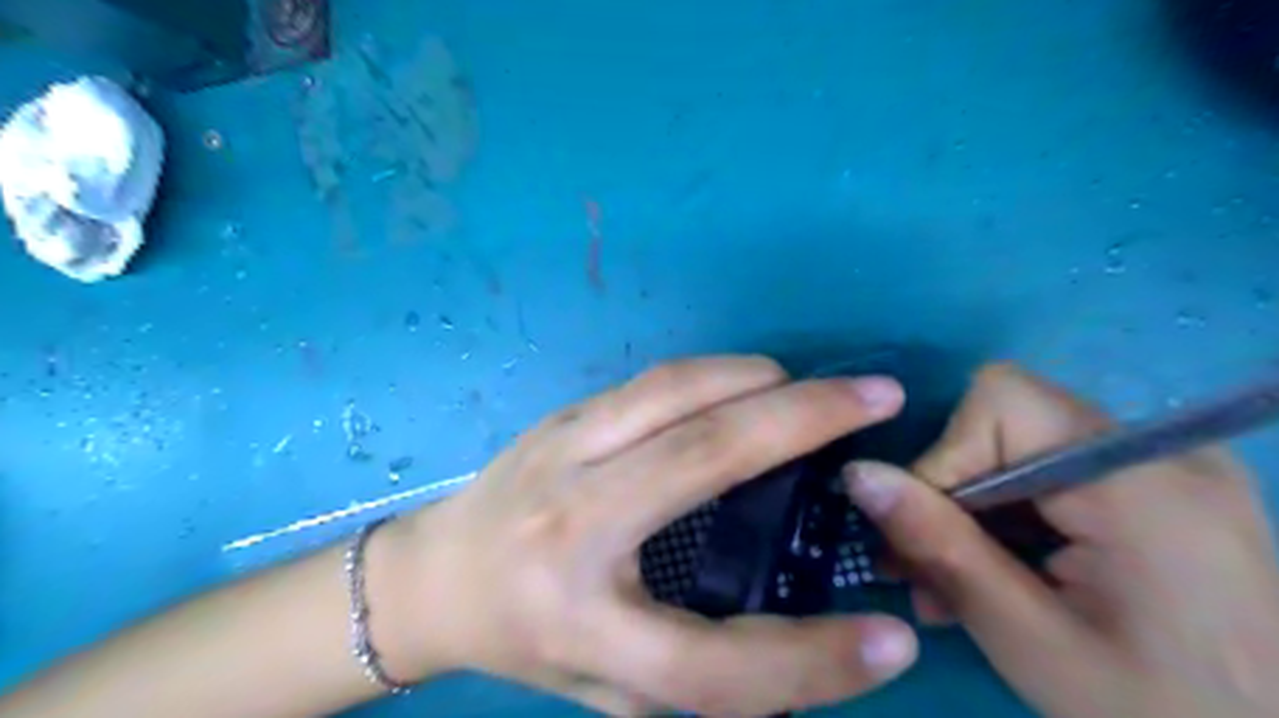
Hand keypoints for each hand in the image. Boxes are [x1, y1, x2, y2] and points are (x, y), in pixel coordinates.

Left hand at [379, 357, 920, 714]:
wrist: (433, 575)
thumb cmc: (524, 641)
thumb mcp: (609, 690)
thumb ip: (702, 677)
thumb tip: (810, 648)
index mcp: (579, 624)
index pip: (711, 665)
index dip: (812, 664)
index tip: (888, 640)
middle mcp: (569, 527)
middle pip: (705, 459)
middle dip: (806, 419)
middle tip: (878, 397)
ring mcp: (560, 453)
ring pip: (677, 393)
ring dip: (761, 381)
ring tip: (819, 388)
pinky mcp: (562, 417)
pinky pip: (654, 381)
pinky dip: (719, 373)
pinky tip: (754, 382)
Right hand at [846, 364, 1277, 717]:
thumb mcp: (1029, 639)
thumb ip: (939, 547)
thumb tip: (858, 474)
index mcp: (1137, 480)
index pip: (999, 401)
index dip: (944, 454)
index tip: (921, 532)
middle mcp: (1157, 452)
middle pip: (1007, 421)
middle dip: (950, 490)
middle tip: (921, 569)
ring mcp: (1166, 469)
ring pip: (1021, 449)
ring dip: (974, 511)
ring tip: (950, 586)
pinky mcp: (1163, 492)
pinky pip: (1055, 476)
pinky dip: (1012, 518)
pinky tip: (1001, 576)